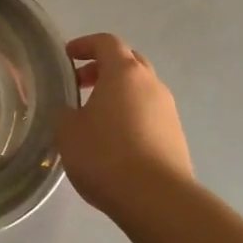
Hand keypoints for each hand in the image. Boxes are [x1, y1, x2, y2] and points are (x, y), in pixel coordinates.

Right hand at [55, 33, 194, 218]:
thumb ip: (65, 113)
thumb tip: (71, 112)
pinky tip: (115, 141)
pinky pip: (149, 114)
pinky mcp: (176, 137)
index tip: (67, 57)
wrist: (157, 200)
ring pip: (141, 90)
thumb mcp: (67, 131)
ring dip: (119, 94)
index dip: (85, 45)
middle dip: (103, 68)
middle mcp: (151, 84)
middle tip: (81, 85)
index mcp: (124, 72)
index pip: (106, 42)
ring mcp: (168, 110)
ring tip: (95, 118)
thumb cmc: (106, 155)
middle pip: (128, 62)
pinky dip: (131, 116)